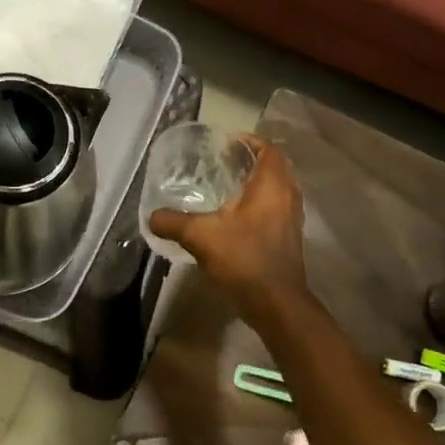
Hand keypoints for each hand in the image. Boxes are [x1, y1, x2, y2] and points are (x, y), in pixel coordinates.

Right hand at [148, 136, 308, 312]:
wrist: (277, 303)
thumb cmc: (243, 259)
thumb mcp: (201, 237)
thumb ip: (174, 222)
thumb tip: (152, 216)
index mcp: (271, 186)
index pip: (268, 149)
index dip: (250, 140)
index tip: (227, 142)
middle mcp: (287, 196)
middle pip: (275, 166)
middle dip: (252, 159)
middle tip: (225, 160)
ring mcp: (292, 218)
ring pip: (278, 188)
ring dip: (259, 181)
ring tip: (229, 184)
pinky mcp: (290, 237)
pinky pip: (278, 206)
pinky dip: (261, 201)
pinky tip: (237, 215)